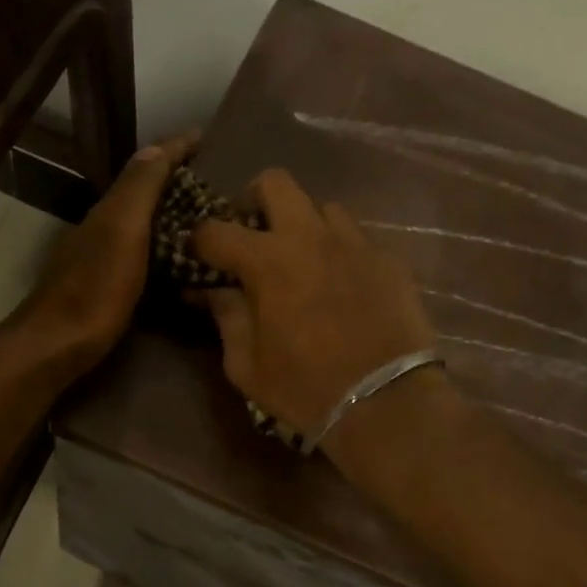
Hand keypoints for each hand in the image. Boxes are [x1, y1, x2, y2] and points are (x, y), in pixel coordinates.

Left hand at [12, 132, 197, 374]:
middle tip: (217, 183)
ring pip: (143, 221)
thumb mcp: (122, 231)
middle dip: (177, 180)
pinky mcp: (107, 283)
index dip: (174, 149)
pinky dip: (164, 244)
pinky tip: (181, 259)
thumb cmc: (96, 287)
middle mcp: (105, 225)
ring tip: (208, 218)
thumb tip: (157, 146)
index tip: (206, 138)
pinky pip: (143, 250)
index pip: (146, 166)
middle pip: (144, 191)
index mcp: (112, 208)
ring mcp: (103, 255)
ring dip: (172, 212)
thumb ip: (138, 189)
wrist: (57, 343)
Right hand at [192, 169, 438, 439]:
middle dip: (254, 199)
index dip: (199, 240)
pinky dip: (339, 250)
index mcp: (267, 262)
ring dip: (304, 224)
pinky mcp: (388, 259)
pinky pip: (356, 238)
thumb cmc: (305, 389)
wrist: (386, 404)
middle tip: (252, 232)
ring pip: (322, 206)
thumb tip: (213, 291)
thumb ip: (227, 318)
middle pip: (276, 183)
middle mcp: (310, 237)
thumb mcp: (247, 365)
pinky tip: (341, 282)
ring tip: (303, 257)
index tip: (198, 254)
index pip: (216, 230)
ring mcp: (355, 244)